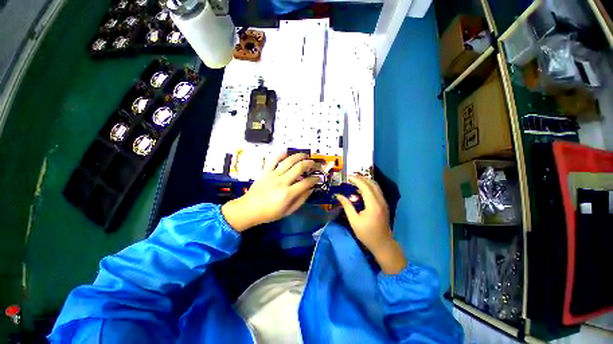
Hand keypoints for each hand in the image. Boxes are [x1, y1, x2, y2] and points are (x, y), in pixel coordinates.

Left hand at [222, 153, 319, 231]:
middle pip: (299, 168)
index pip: (306, 182)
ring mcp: (273, 175)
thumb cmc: (270, 213)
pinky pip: (273, 160)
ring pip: (289, 161)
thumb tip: (311, 189)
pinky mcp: (265, 171)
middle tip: (315, 164)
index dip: (315, 179)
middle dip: (310, 164)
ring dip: (299, 156)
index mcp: (288, 194)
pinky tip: (287, 151)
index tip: (318, 178)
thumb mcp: (288, 211)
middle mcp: (282, 181)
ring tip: (305, 155)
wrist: (249, 209)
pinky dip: (280, 154)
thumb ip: (301, 200)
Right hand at [336, 175, 406, 273]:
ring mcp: (384, 202)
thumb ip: (347, 206)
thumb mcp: (354, 221)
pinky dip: (369, 186)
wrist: (383, 244)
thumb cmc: (367, 234)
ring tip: (355, 181)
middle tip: (350, 177)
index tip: (347, 177)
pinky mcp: (384, 204)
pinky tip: (361, 189)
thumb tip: (338, 195)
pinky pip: (377, 191)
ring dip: (366, 181)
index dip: (356, 180)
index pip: (365, 187)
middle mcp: (380, 201)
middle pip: (372, 184)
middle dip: (361, 178)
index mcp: (373, 205)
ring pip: (376, 186)